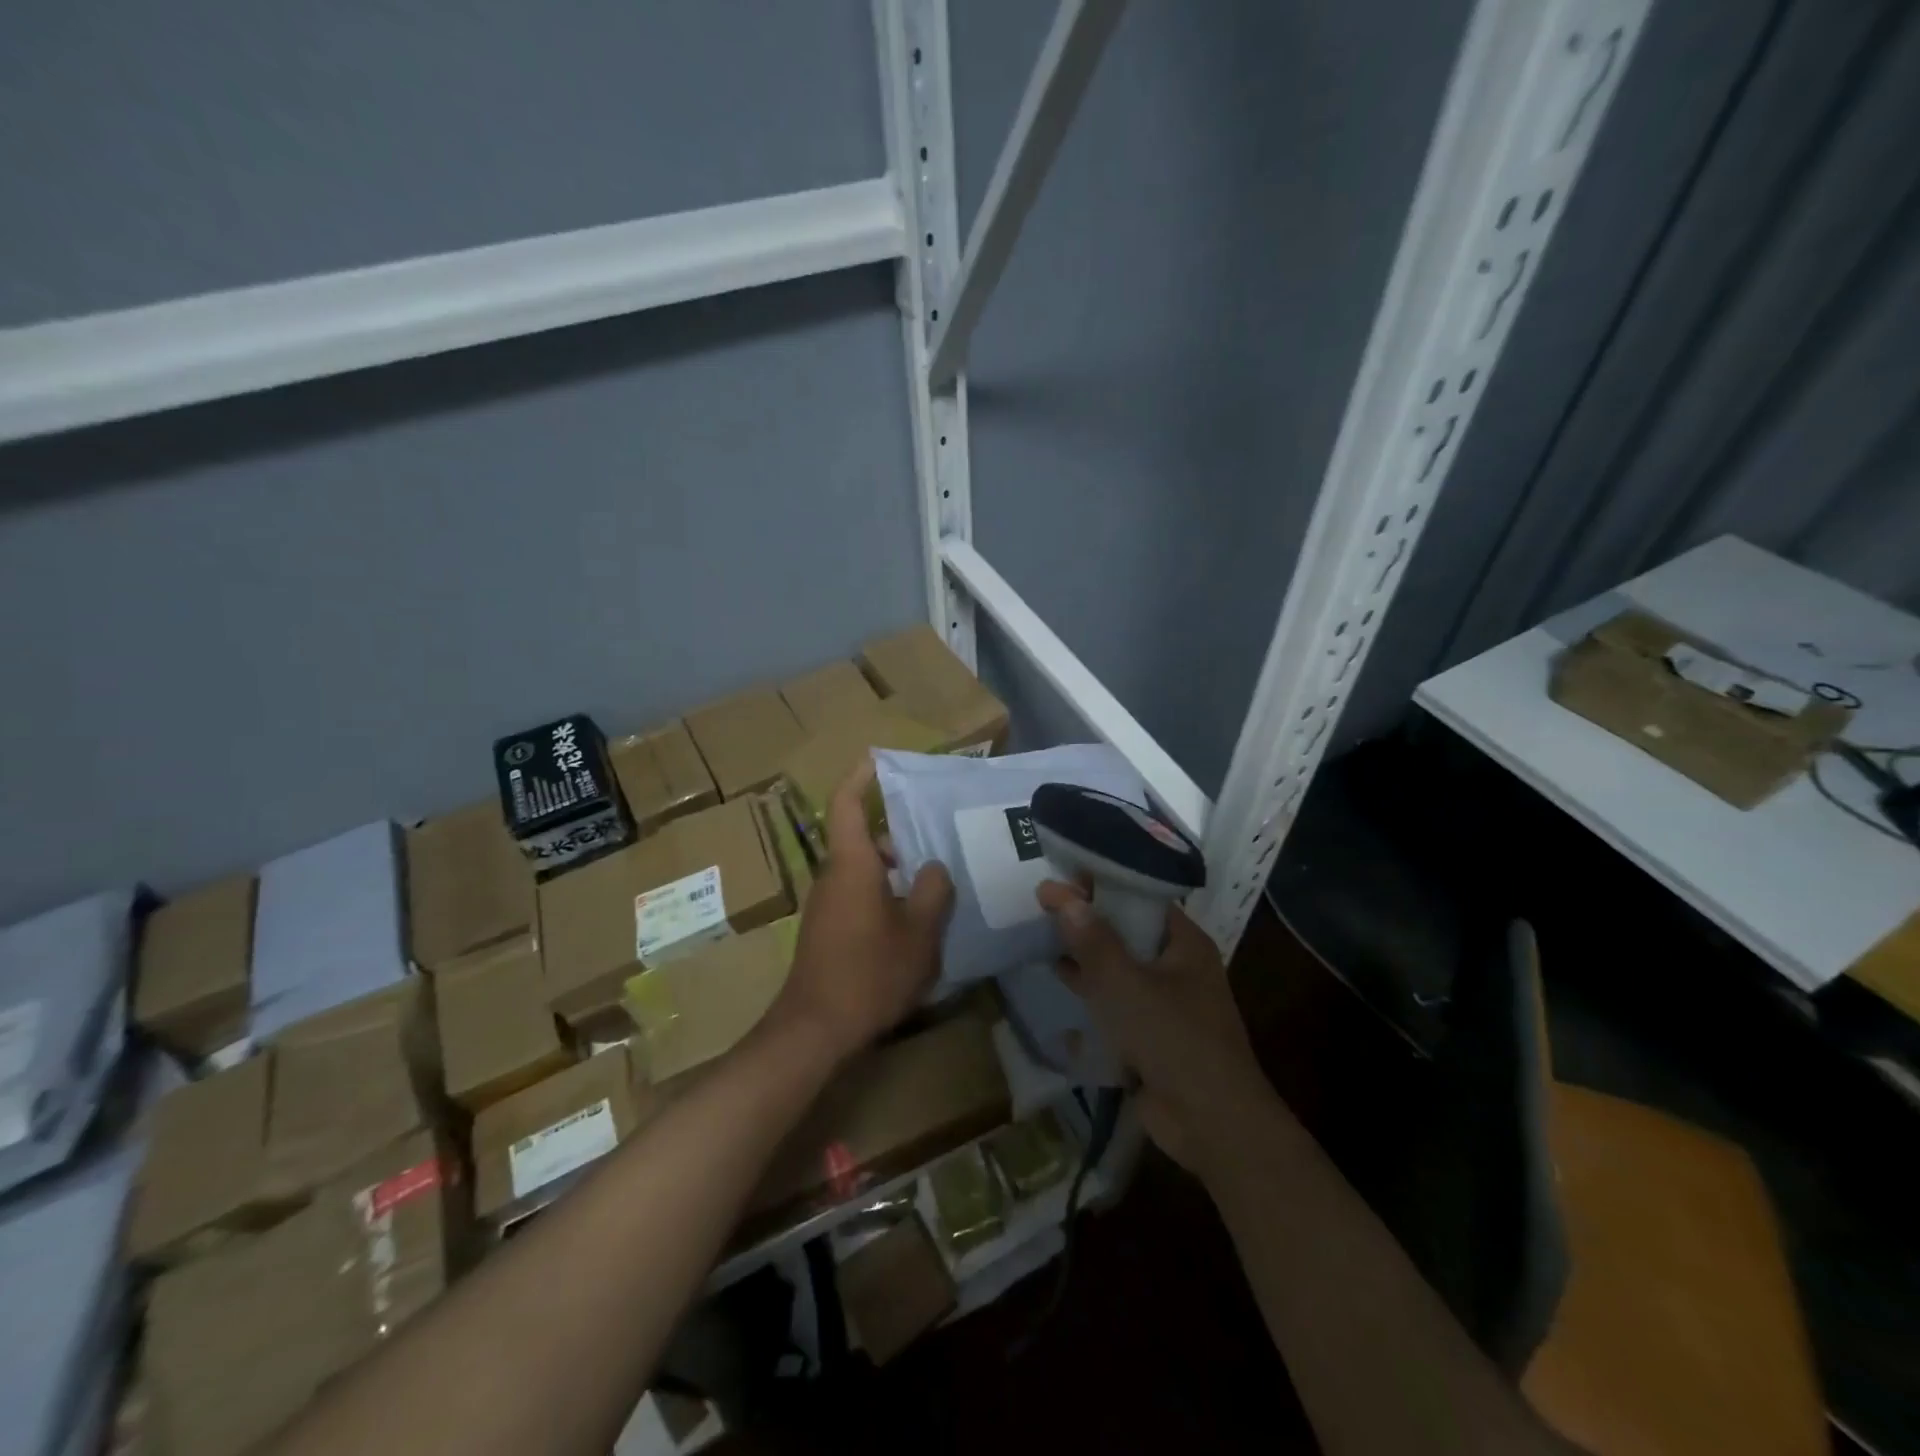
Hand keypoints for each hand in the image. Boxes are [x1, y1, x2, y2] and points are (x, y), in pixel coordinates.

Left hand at [771, 760, 953, 1063]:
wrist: (815, 1029)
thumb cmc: (870, 971)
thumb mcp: (919, 931)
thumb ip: (934, 891)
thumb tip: (934, 866)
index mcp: (852, 864)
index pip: (846, 805)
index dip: (859, 778)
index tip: (877, 761)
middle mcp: (832, 877)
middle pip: (863, 841)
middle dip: (898, 838)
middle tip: (937, 843)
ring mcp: (825, 906)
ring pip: (862, 871)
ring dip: (894, 872)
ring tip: (934, 886)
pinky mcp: (825, 931)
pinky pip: (857, 896)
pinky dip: (883, 896)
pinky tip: (912, 923)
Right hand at [1037, 881, 1270, 1178]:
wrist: (1211, 1124)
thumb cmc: (1174, 1040)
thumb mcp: (1127, 985)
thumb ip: (1091, 940)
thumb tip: (1057, 893)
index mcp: (1184, 943)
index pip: (1140, 897)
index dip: (1102, 883)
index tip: (1061, 874)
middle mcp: (1177, 965)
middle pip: (1127, 930)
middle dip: (1088, 918)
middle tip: (1042, 902)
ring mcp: (1165, 1001)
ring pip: (1119, 965)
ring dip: (1085, 952)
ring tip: (1041, 933)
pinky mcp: (1150, 1033)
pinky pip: (1116, 999)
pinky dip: (1090, 987)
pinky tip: (1058, 977)